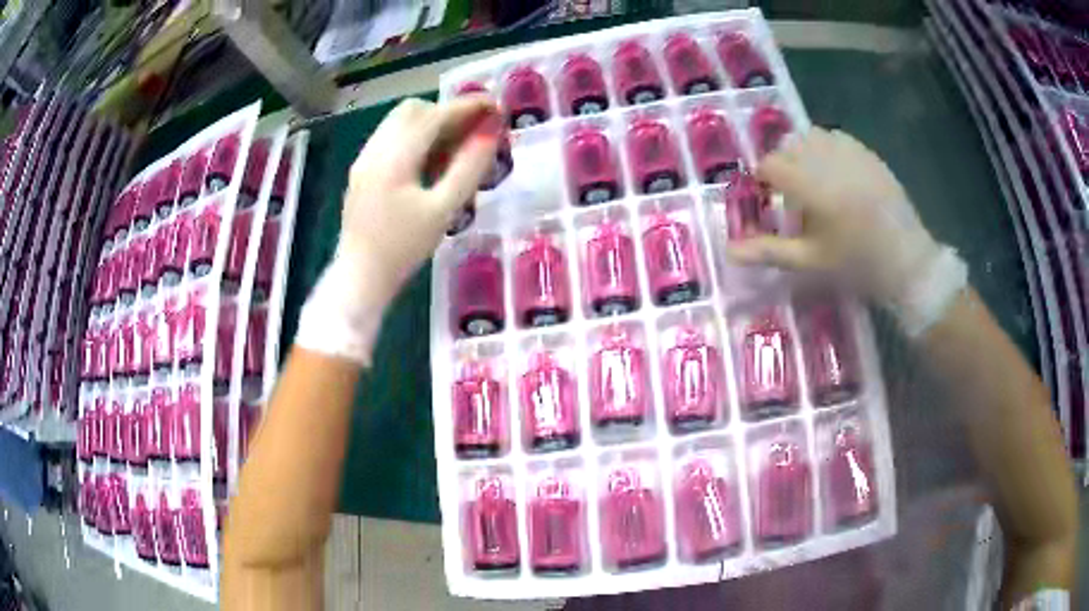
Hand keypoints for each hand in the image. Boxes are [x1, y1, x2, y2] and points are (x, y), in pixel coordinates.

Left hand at [296, 97, 502, 364]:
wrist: (360, 279)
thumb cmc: (403, 249)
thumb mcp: (443, 210)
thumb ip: (469, 167)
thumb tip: (491, 132)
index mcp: (394, 157)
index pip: (434, 115)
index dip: (467, 106)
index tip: (496, 106)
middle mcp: (375, 149)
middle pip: (412, 110)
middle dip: (447, 112)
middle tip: (475, 129)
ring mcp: (364, 159)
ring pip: (399, 122)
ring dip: (430, 124)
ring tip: (456, 147)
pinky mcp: (362, 172)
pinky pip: (390, 139)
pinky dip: (414, 138)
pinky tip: (430, 163)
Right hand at [727, 128, 966, 335]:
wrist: (907, 259)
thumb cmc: (857, 263)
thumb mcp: (810, 260)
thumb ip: (768, 250)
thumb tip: (729, 252)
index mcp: (811, 183)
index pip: (770, 165)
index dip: (764, 181)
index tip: (769, 200)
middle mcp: (826, 157)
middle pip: (788, 146)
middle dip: (783, 166)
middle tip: (792, 196)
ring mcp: (850, 151)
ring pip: (811, 136)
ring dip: (803, 153)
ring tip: (814, 183)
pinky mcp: (866, 152)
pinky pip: (836, 138)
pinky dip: (826, 150)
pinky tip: (837, 175)